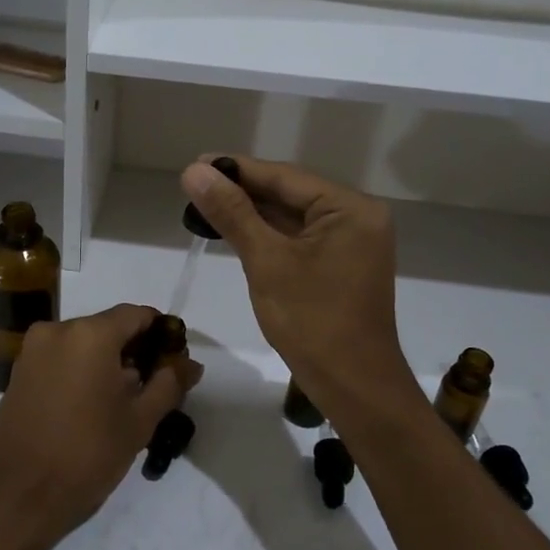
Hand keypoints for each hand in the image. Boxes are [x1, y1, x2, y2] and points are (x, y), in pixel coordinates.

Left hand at [0, 305, 202, 549]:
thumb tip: (190, 363)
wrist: (12, 498)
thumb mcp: (138, 422)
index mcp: (90, 334)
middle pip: (108, 328)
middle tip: (155, 387)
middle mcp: (57, 331)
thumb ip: (168, 385)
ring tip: (125, 404)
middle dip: (134, 351)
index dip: (161, 334)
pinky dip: (81, 374)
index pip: (136, 314)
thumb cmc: (85, 456)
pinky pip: (60, 361)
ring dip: (107, 365)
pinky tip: (92, 409)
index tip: (175, 361)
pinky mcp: (17, 375)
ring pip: (82, 346)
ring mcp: (32, 352)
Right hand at [181, 156, 418, 424]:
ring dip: (252, 213)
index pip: (285, 177)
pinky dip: (267, 235)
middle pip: (290, 194)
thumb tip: (194, 171)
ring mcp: (351, 244)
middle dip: (242, 191)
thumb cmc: (312, 322)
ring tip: (205, 203)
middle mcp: (357, 218)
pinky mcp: (340, 266)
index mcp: (350, 208)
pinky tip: (235, 230)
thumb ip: (232, 213)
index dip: (237, 169)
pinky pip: (299, 239)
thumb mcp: (267, 262)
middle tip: (193, 184)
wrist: (354, 387)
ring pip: (292, 217)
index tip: (196, 162)